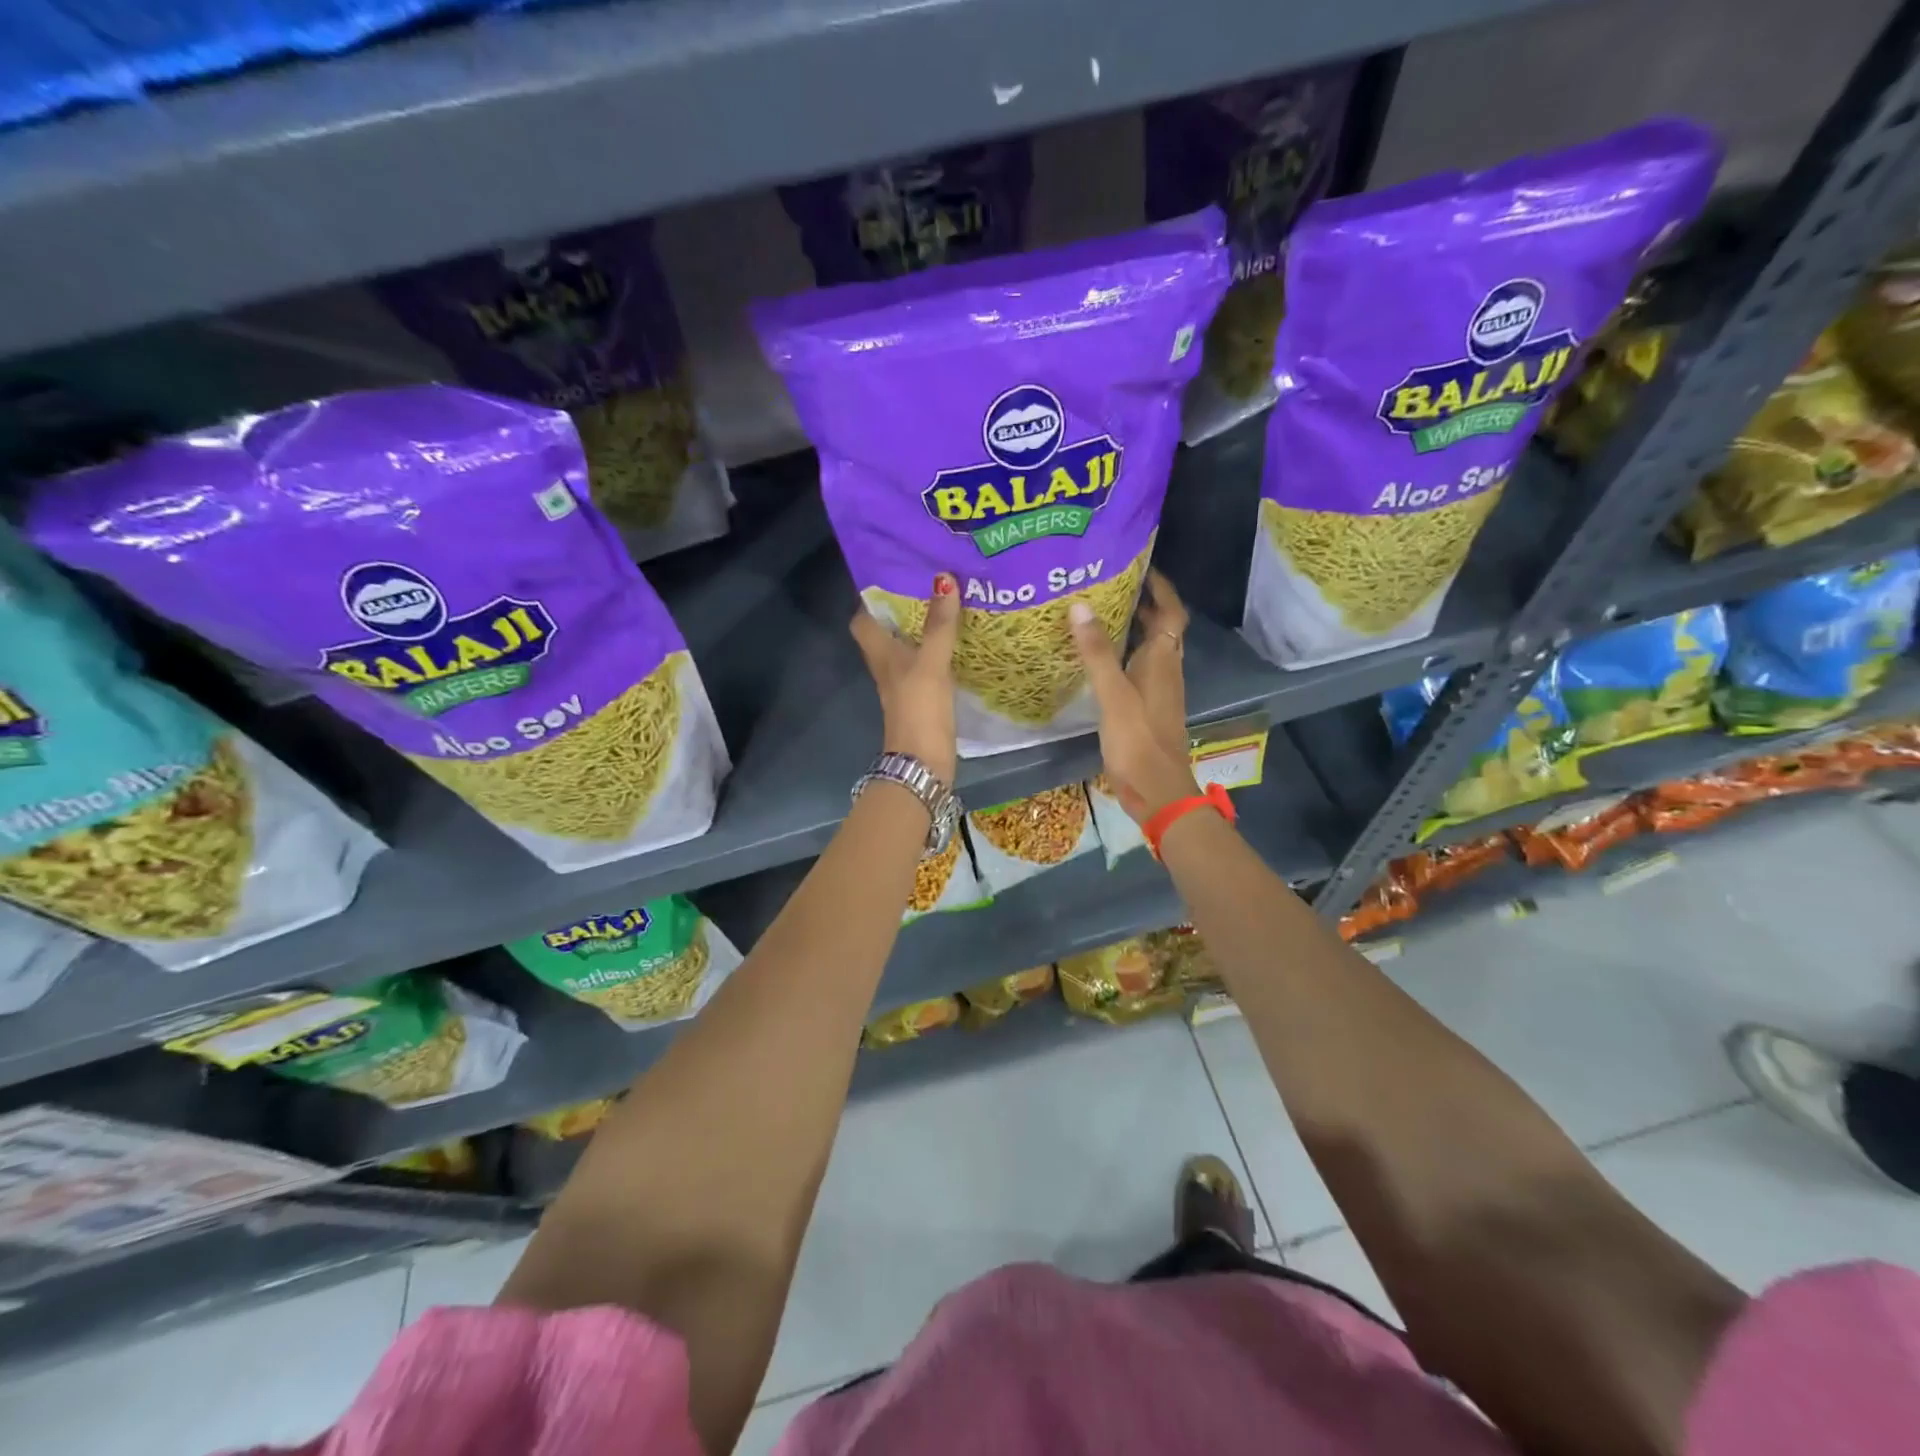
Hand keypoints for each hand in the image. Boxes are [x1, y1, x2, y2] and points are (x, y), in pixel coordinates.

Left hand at [851, 573, 960, 783]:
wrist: (922, 763)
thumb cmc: (918, 709)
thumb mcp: (931, 663)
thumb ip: (939, 624)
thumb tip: (943, 578)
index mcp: (880, 653)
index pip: (862, 619)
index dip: (873, 598)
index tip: (896, 575)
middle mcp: (887, 666)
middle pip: (888, 630)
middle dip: (905, 608)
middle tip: (931, 583)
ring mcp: (904, 684)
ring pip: (908, 647)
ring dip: (924, 628)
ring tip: (948, 603)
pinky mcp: (922, 698)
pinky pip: (927, 665)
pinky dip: (937, 651)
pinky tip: (958, 641)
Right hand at [1070, 569, 1199, 822]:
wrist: (1157, 790)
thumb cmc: (1138, 740)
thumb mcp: (1113, 694)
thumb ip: (1096, 652)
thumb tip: (1080, 606)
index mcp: (1163, 659)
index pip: (1172, 611)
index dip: (1161, 588)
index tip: (1141, 566)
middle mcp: (1166, 669)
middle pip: (1161, 627)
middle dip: (1143, 603)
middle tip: (1110, 585)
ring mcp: (1158, 690)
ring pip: (1149, 649)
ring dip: (1133, 628)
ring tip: (1100, 613)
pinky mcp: (1147, 708)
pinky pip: (1138, 669)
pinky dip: (1124, 655)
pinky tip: (1099, 659)